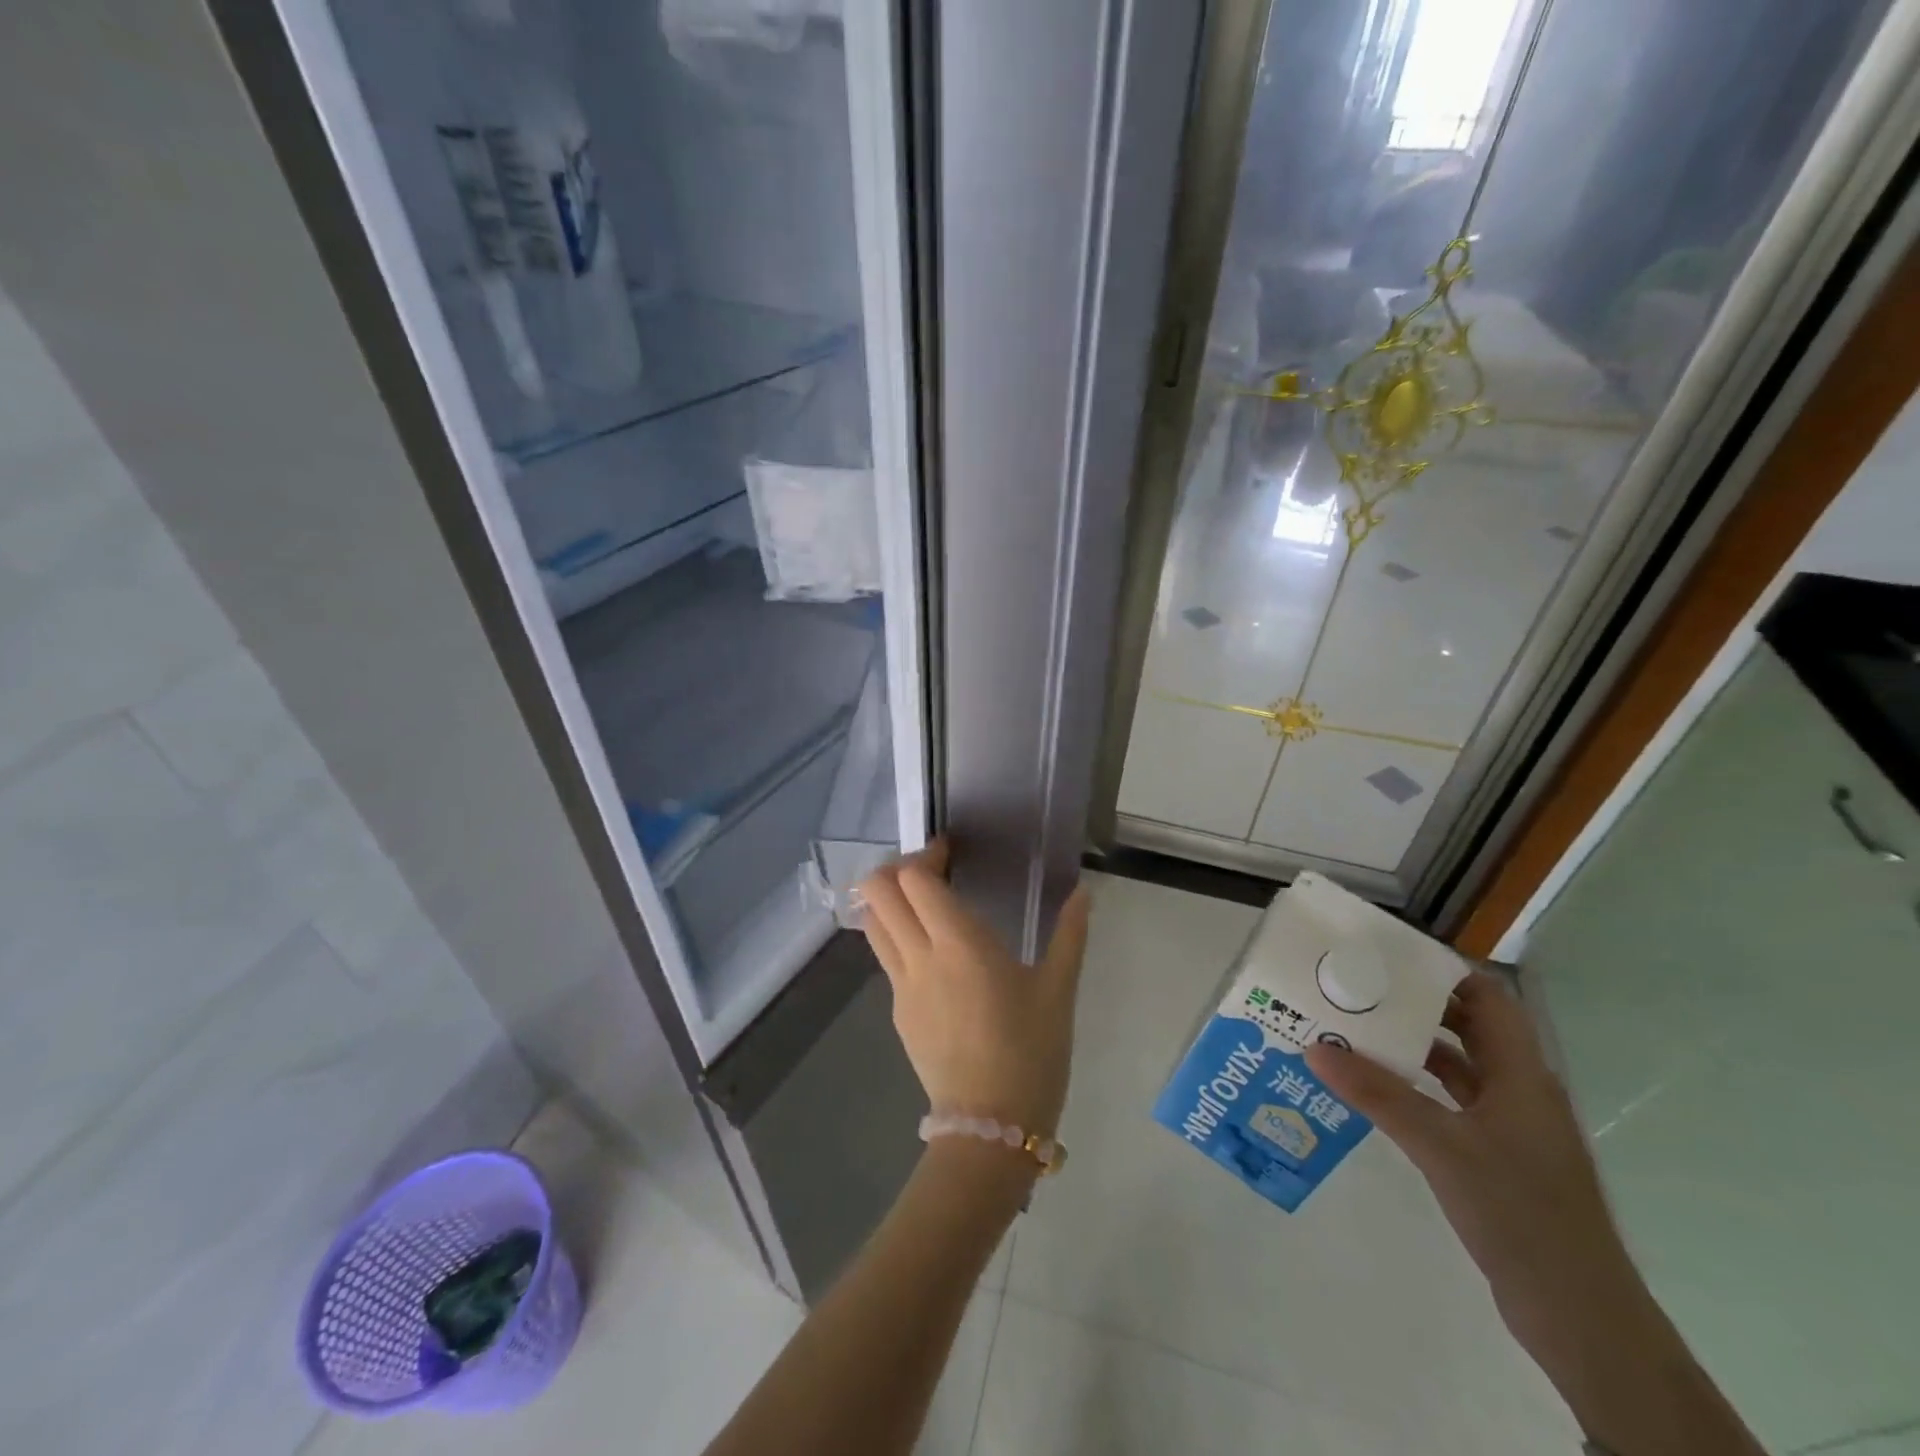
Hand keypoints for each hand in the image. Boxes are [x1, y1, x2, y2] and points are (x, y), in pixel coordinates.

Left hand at [858, 839, 1090, 1137]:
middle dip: (896, 869)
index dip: (925, 855)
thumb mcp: (1058, 990)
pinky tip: (933, 954)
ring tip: (925, 906)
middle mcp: (920, 956)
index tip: (950, 852)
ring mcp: (900, 986)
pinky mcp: (896, 1011)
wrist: (991, 1128)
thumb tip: (1084, 892)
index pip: (914, 879)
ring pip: (872, 923)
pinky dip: (896, 936)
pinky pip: (885, 957)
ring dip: (889, 901)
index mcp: (959, 943)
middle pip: (877, 892)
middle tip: (933, 874)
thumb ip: (1070, 934)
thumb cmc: (1031, 1052)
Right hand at [1304, 973, 1640, 1355]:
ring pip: (1457, 1066)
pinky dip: (1416, 1088)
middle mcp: (1518, 1089)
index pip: (1487, 997)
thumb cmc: (1520, 1213)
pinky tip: (1375, 1090)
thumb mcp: (1440, 1146)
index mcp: (1521, 1074)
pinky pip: (1451, 1103)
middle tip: (1355, 989)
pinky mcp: (1498, 1157)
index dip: (1443, 971)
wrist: (1581, 1317)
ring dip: (1411, 1048)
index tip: (1386, 957)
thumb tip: (1315, 1047)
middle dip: (1414, 1005)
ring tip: (1352, 1032)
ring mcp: (1510, 1126)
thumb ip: (1378, 1094)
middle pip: (1468, 1026)